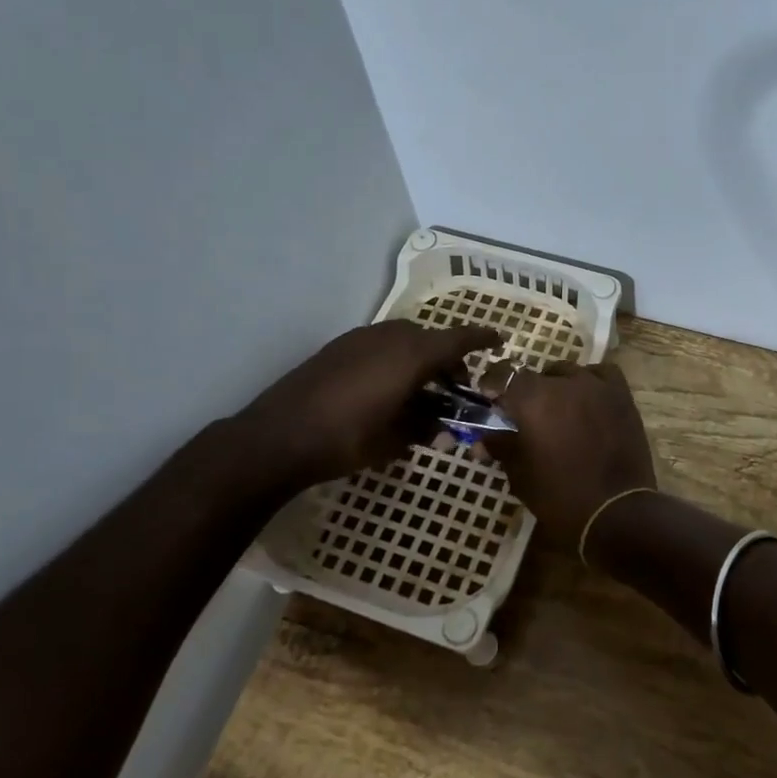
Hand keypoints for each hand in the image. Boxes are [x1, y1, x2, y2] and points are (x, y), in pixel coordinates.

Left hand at [233, 321, 502, 488]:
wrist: (276, 438)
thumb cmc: (346, 439)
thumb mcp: (395, 441)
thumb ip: (426, 428)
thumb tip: (442, 429)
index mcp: (412, 354)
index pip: (459, 338)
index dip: (482, 338)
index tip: (500, 341)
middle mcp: (389, 336)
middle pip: (431, 340)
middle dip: (448, 362)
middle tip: (454, 392)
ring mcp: (360, 339)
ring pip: (404, 341)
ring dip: (420, 362)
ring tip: (420, 396)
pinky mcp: (338, 348)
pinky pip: (380, 346)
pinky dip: (395, 362)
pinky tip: (387, 393)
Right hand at [478, 362, 656, 551]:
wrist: (616, 513)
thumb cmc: (560, 498)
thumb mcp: (520, 475)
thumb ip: (501, 447)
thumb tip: (482, 439)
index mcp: (532, 399)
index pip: (504, 374)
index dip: (493, 384)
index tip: (491, 400)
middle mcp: (564, 383)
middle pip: (536, 376)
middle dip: (526, 393)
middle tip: (526, 418)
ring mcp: (597, 386)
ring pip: (569, 373)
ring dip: (558, 387)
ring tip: (559, 411)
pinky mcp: (622, 396)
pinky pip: (601, 375)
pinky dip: (591, 382)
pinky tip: (588, 400)